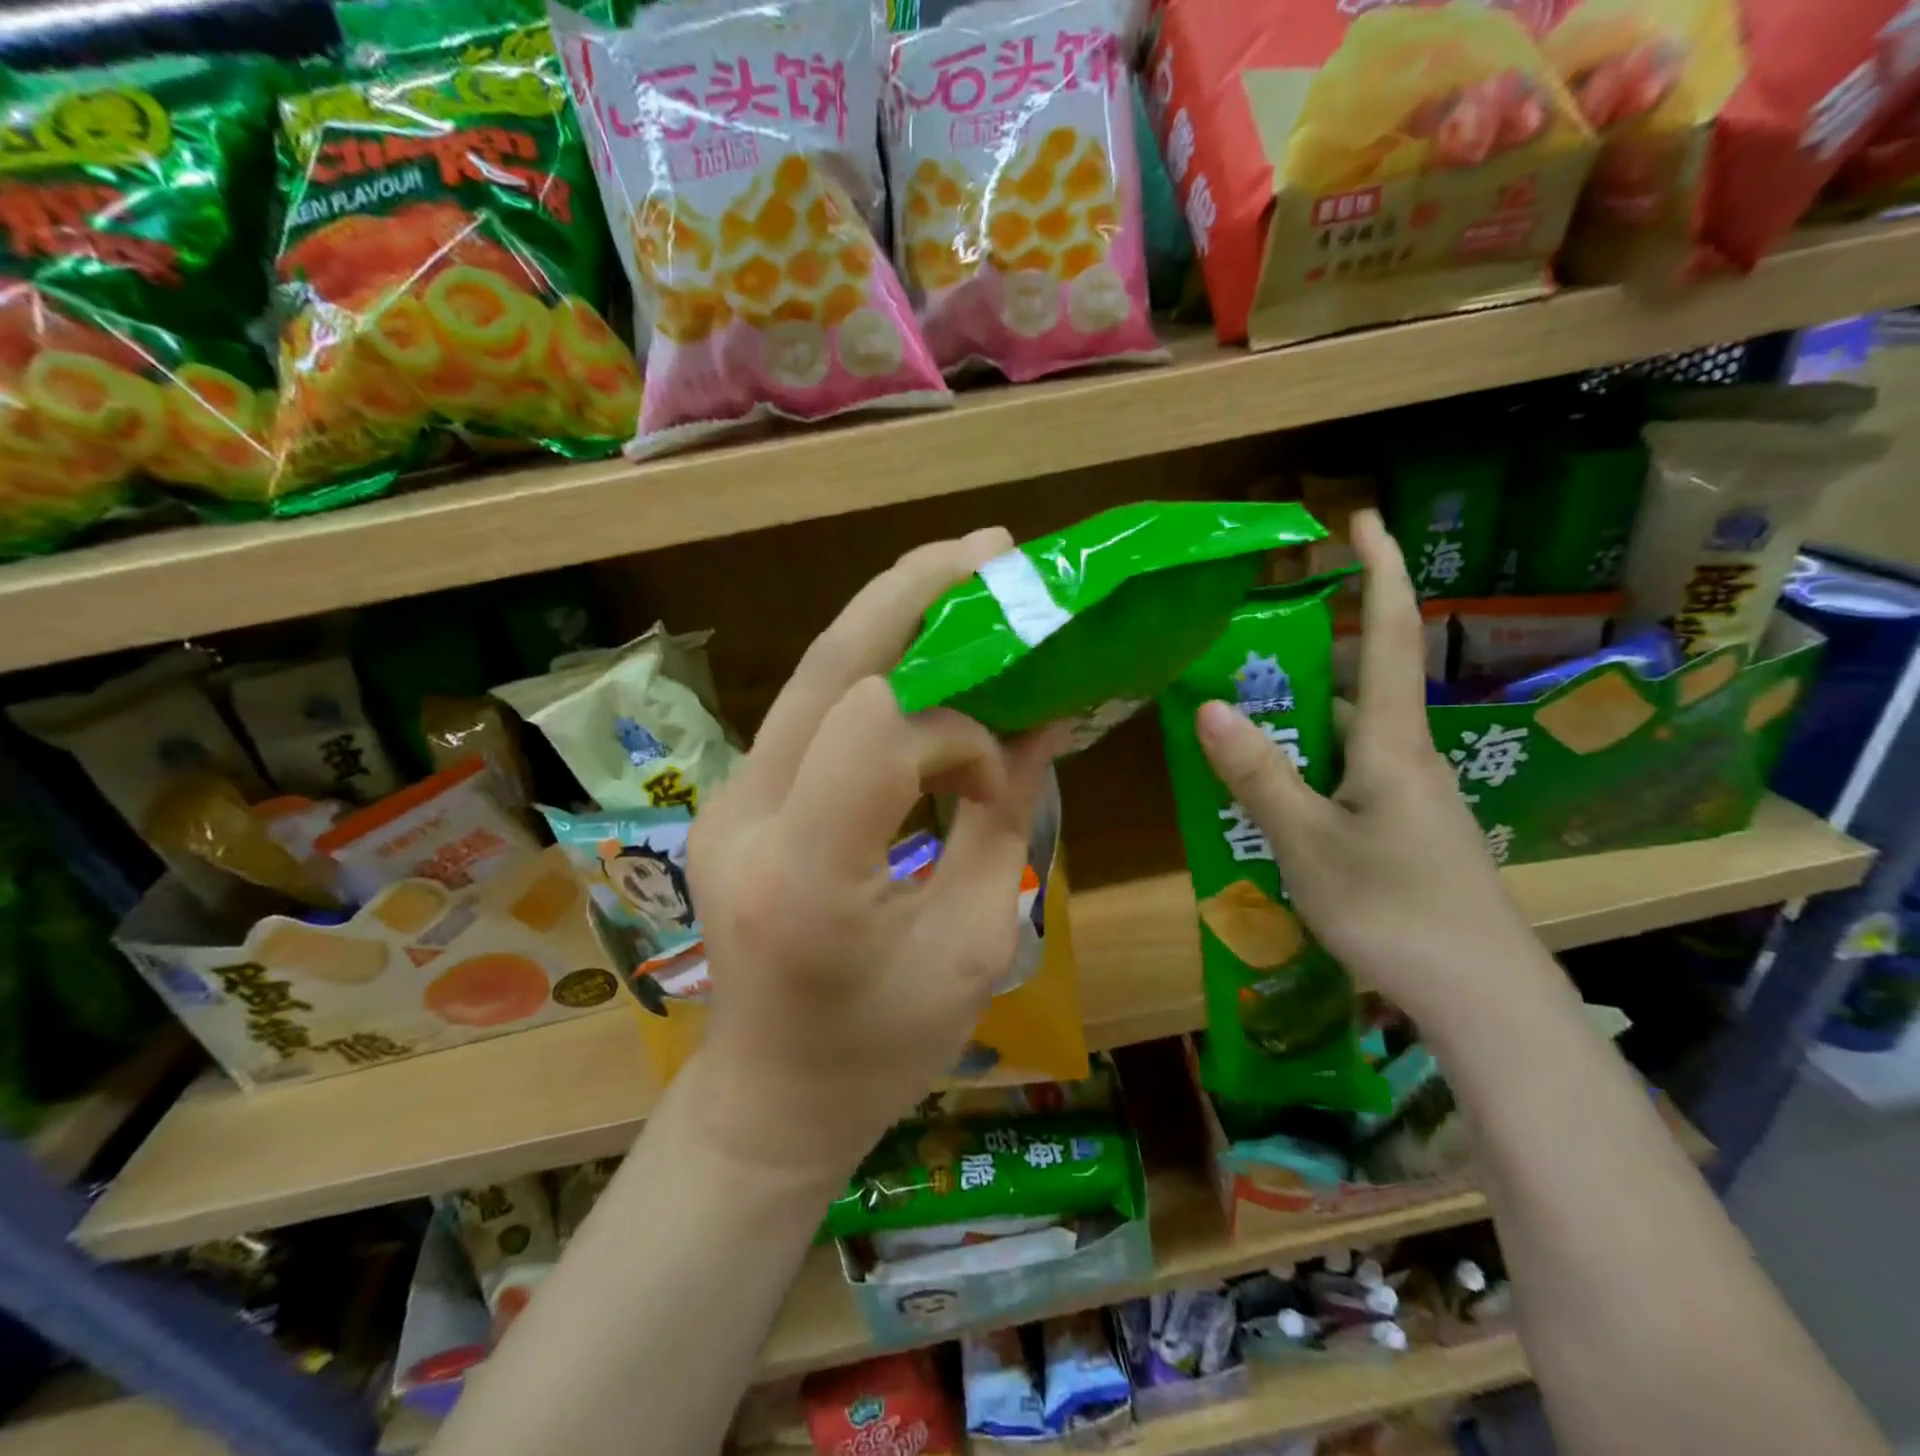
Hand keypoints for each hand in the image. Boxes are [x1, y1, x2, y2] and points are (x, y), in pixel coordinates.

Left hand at [686, 528, 1058, 1181]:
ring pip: (814, 675)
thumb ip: (1003, 819)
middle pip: (831, 666)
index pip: (879, 728)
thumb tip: (1038, 718)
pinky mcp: (732, 798)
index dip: (960, 724)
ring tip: (963, 580)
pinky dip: (873, 670)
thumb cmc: (881, 1052)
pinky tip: (921, 659)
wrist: (767, 1100)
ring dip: (890, 619)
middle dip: (913, 592)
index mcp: (810, 879)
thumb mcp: (973, 945)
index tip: (1000, 769)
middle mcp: (748, 820)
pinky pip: (810, 711)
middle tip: (989, 549)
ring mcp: (726, 802)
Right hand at [1193, 509, 1541, 1025]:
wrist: (1483, 999)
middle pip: (1359, 679)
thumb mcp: (1309, 842)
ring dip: (1300, 712)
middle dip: (1310, 647)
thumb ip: (1259, 774)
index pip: (1390, 632)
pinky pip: (1347, 772)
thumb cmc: (1396, 912)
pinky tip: (1270, 788)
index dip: (1378, 569)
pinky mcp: (1404, 829)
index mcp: (1391, 742)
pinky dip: (1307, 760)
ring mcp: (1409, 795)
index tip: (1360, 517)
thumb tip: (1208, 704)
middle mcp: (1406, 756)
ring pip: (1348, 733)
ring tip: (1239, 712)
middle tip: (1245, 639)